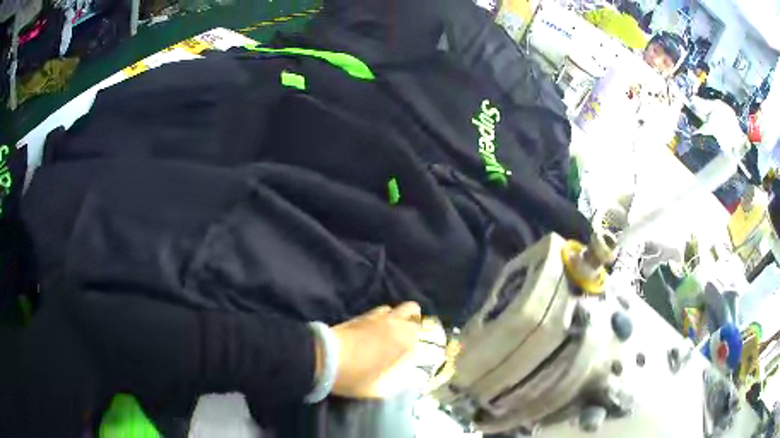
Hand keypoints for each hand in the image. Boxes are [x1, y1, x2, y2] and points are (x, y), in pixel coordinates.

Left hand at [328, 302, 423, 398]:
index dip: (422, 350)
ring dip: (403, 318)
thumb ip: (399, 382)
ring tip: (396, 332)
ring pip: (402, 308)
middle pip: (416, 315)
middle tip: (410, 341)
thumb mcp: (380, 389)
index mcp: (405, 343)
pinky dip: (388, 316)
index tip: (416, 359)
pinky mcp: (364, 315)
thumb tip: (410, 377)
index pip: (424, 340)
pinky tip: (380, 328)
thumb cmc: (355, 376)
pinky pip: (384, 310)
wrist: (324, 359)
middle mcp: (397, 325)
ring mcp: (380, 317)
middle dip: (417, 326)